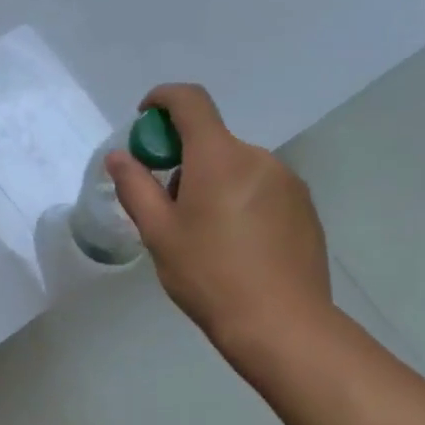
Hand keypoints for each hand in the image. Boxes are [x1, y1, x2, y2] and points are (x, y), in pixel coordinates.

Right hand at [107, 84, 331, 359]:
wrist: (282, 325)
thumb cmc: (209, 275)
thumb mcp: (158, 233)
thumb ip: (135, 187)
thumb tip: (120, 157)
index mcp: (219, 157)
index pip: (190, 101)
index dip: (162, 99)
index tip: (145, 121)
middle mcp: (258, 157)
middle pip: (211, 140)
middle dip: (184, 160)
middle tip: (169, 208)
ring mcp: (287, 181)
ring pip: (237, 166)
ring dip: (214, 182)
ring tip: (205, 234)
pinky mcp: (305, 207)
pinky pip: (262, 187)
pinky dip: (241, 199)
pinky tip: (238, 246)